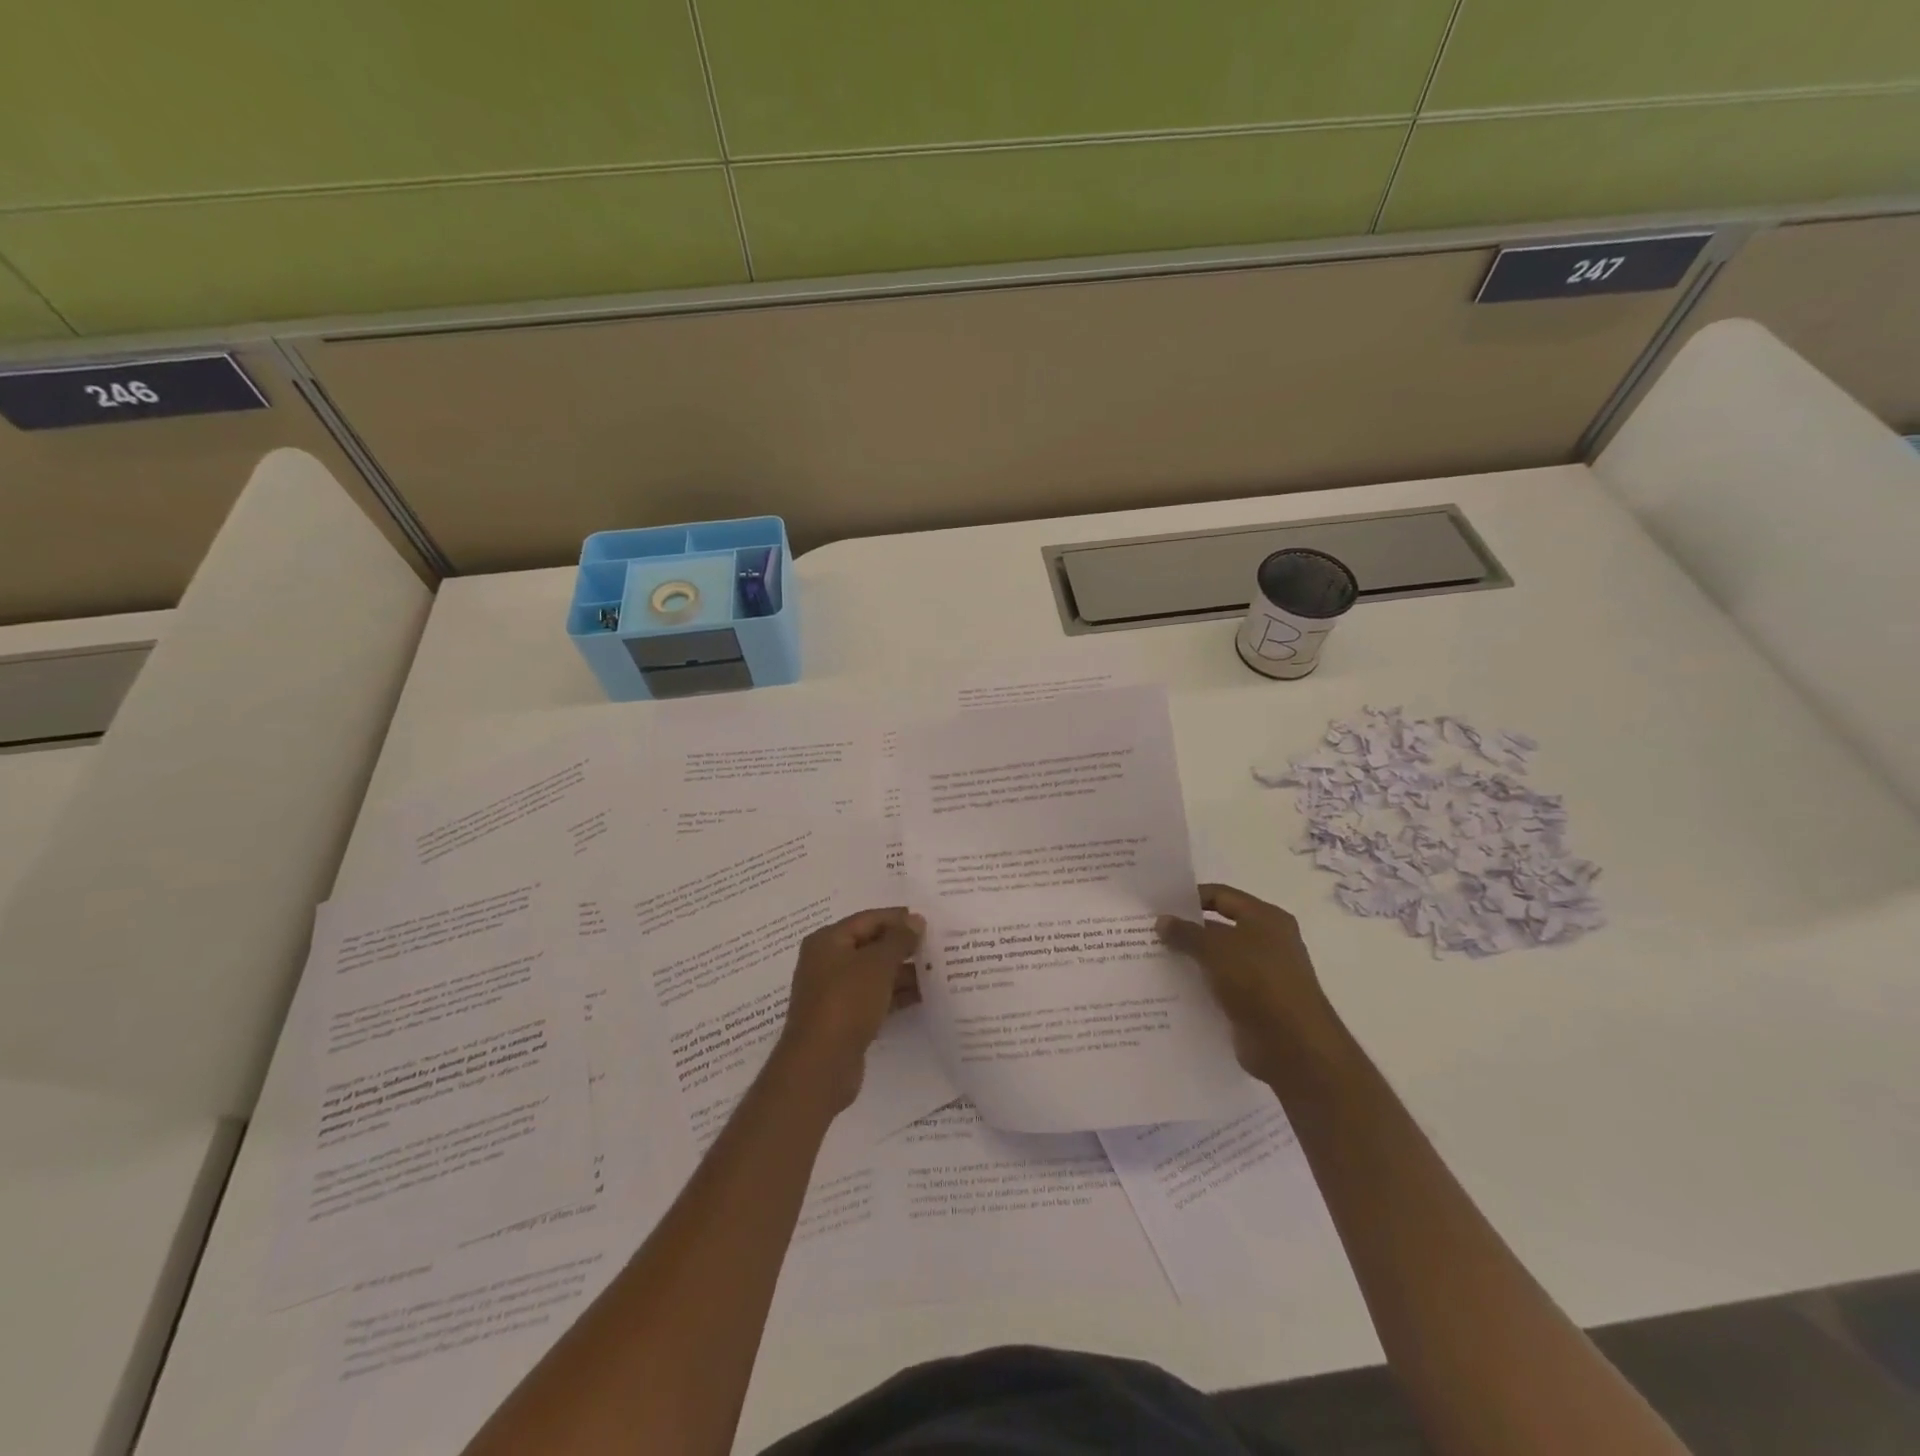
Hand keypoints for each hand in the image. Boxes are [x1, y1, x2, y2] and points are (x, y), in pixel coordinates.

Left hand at [772, 907, 924, 1113]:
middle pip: (870, 946)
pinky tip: (923, 996)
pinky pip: (874, 998)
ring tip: (937, 971)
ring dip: (902, 972)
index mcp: (827, 941)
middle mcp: (827, 962)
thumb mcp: (877, 964)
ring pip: (874, 974)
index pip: (868, 919)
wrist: (821, 1065)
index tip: (929, 922)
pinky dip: (895, 995)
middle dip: (902, 946)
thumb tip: (915, 920)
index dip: (898, 918)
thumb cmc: (846, 1002)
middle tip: (937, 946)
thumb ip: (899, 940)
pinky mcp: (844, 1019)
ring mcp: (834, 993)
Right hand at [1157, 884, 1338, 1086]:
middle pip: (1219, 928)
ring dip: (1190, 961)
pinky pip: (1220, 988)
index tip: (1159, 906)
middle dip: (1186, 931)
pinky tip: (1170, 990)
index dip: (1190, 898)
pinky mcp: (1254, 1004)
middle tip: (1149, 933)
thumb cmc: (1258, 982)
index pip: (1221, 896)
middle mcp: (1267, 942)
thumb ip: (1186, 933)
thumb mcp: (1216, 950)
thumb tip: (1162, 921)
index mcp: (1266, 918)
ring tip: (1153, 961)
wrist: (1293, 1046)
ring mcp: (1262, 975)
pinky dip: (1199, 987)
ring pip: (1217, 960)